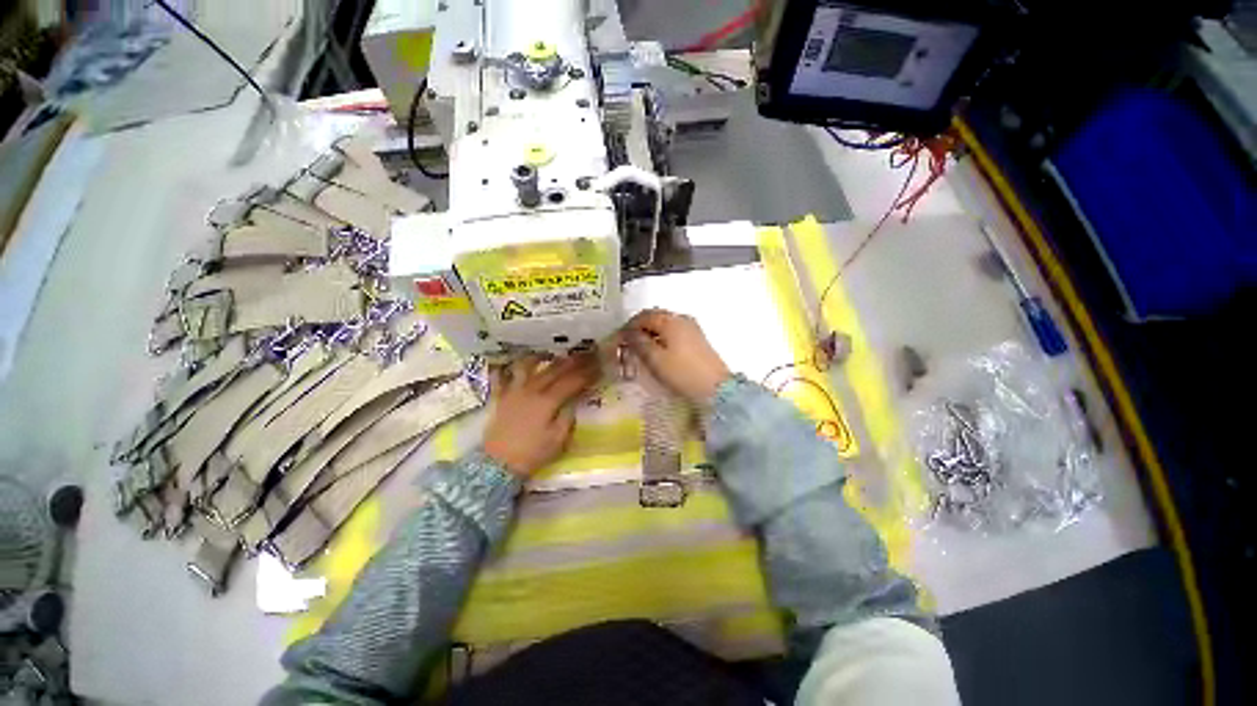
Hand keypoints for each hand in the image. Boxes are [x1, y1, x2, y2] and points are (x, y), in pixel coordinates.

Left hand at [483, 353, 599, 476]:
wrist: (497, 464)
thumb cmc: (531, 453)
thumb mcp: (557, 440)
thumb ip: (568, 417)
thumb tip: (574, 400)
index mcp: (548, 401)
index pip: (572, 381)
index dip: (587, 373)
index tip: (598, 366)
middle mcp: (531, 390)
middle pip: (555, 369)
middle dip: (572, 361)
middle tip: (585, 354)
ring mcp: (514, 391)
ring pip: (529, 366)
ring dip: (542, 357)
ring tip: (552, 353)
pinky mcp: (501, 397)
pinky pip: (503, 376)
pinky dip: (509, 368)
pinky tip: (514, 364)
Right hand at [623, 309, 730, 402]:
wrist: (716, 388)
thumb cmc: (682, 373)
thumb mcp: (655, 359)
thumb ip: (639, 343)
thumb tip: (628, 333)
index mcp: (670, 320)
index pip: (643, 316)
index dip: (628, 327)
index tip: (618, 340)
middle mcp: (681, 318)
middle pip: (654, 317)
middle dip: (639, 329)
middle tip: (628, 345)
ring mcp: (691, 327)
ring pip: (664, 325)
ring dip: (650, 333)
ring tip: (641, 350)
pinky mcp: (697, 338)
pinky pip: (673, 332)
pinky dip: (662, 338)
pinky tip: (657, 352)